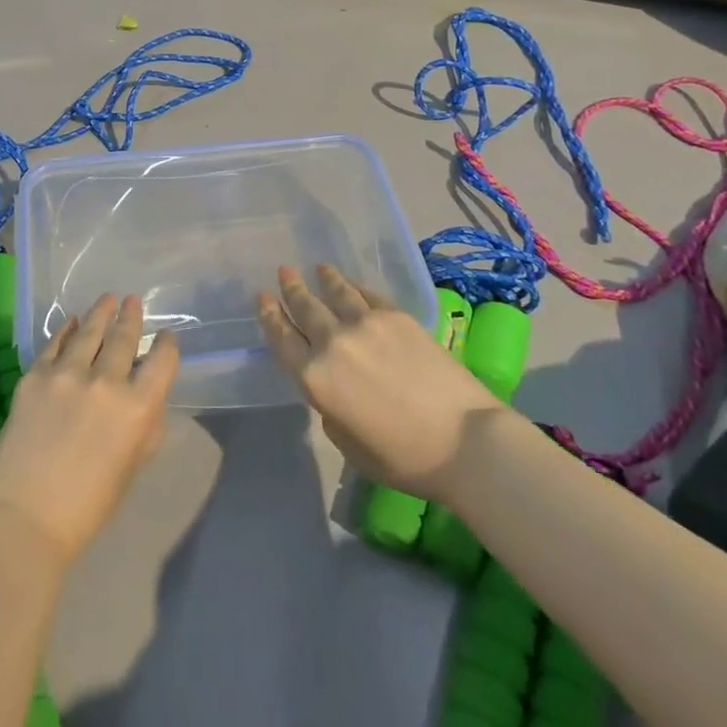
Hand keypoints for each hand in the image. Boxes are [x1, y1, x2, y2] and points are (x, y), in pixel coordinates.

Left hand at [0, 294, 178, 567]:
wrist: (23, 519)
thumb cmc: (87, 507)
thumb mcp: (132, 466)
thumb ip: (145, 426)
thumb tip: (147, 399)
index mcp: (139, 407)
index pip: (162, 361)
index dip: (166, 345)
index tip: (166, 337)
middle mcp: (106, 381)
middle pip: (124, 338)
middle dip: (131, 317)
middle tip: (133, 301)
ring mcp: (67, 374)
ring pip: (89, 331)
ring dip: (101, 313)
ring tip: (107, 299)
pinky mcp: (34, 376)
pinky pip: (55, 344)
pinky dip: (66, 330)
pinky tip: (71, 322)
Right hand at [257, 264, 496, 497]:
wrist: (465, 441)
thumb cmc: (404, 458)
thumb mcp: (348, 445)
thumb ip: (330, 409)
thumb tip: (334, 386)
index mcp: (315, 379)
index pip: (282, 340)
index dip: (269, 317)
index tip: (262, 298)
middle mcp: (332, 343)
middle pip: (304, 308)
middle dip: (291, 289)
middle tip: (284, 271)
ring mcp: (365, 324)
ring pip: (336, 292)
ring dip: (324, 279)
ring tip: (317, 268)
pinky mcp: (396, 316)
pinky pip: (368, 295)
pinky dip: (356, 287)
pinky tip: (353, 284)